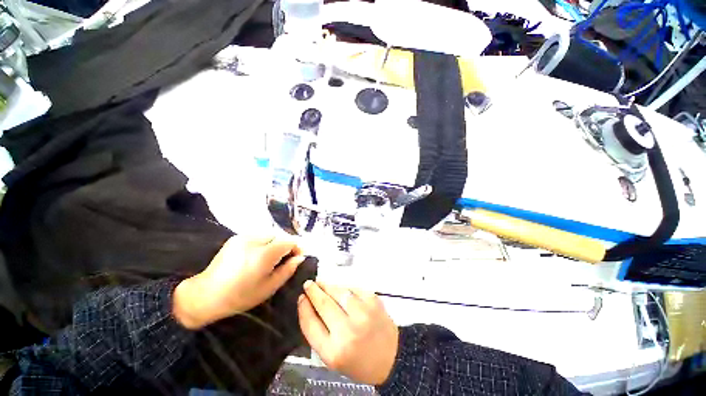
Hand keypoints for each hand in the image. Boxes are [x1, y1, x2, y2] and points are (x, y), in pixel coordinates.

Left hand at [173, 236, 304, 329]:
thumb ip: (288, 270)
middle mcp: (255, 240)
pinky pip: (259, 235)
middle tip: (285, 258)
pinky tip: (259, 254)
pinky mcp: (237, 237)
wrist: (206, 295)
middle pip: (280, 235)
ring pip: (270, 234)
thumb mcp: (269, 287)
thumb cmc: (240, 296)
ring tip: (272, 257)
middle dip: (286, 245)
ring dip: (276, 243)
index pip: (289, 241)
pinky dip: (265, 242)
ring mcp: (244, 236)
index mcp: (264, 254)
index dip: (297, 247)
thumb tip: (300, 258)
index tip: (297, 257)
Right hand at [297, 281, 398, 385]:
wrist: (390, 357)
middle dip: (313, 291)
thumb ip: (317, 333)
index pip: (310, 324)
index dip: (303, 308)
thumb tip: (307, 305)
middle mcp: (348, 331)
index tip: (301, 298)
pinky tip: (340, 288)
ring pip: (338, 291)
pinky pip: (353, 288)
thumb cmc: (358, 360)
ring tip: (321, 283)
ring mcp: (362, 313)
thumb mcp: (332, 357)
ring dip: (327, 285)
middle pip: (324, 304)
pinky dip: (344, 286)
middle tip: (308, 284)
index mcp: (334, 351)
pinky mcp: (373, 301)